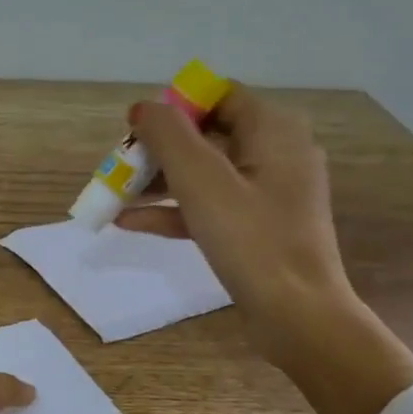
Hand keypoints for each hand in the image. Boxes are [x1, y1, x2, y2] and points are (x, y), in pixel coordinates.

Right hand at [116, 87, 349, 356]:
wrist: (297, 316)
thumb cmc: (251, 239)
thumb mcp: (201, 180)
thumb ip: (167, 135)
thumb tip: (142, 108)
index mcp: (273, 129)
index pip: (217, 97)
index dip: (174, 108)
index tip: (136, 132)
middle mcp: (277, 152)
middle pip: (207, 135)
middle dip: (158, 150)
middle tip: (119, 167)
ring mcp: (269, 193)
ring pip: (205, 173)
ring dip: (159, 182)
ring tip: (115, 195)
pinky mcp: (259, 227)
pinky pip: (210, 206)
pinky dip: (174, 210)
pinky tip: (130, 223)